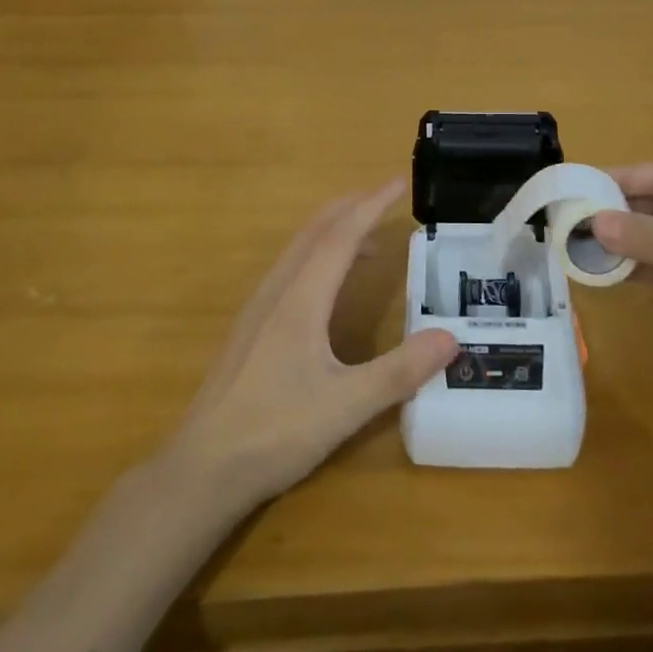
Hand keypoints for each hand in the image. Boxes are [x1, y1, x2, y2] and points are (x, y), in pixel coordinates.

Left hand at [165, 180, 457, 511]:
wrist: (201, 469)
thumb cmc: (275, 432)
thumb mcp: (346, 406)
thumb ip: (399, 372)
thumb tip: (451, 338)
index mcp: (301, 299)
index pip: (341, 236)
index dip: (371, 205)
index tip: (398, 182)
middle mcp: (277, 291)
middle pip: (315, 231)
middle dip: (351, 207)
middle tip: (384, 198)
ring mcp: (258, 309)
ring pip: (298, 249)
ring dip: (333, 231)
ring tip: (367, 239)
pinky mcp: (250, 328)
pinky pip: (289, 270)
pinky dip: (317, 255)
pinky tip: (327, 286)